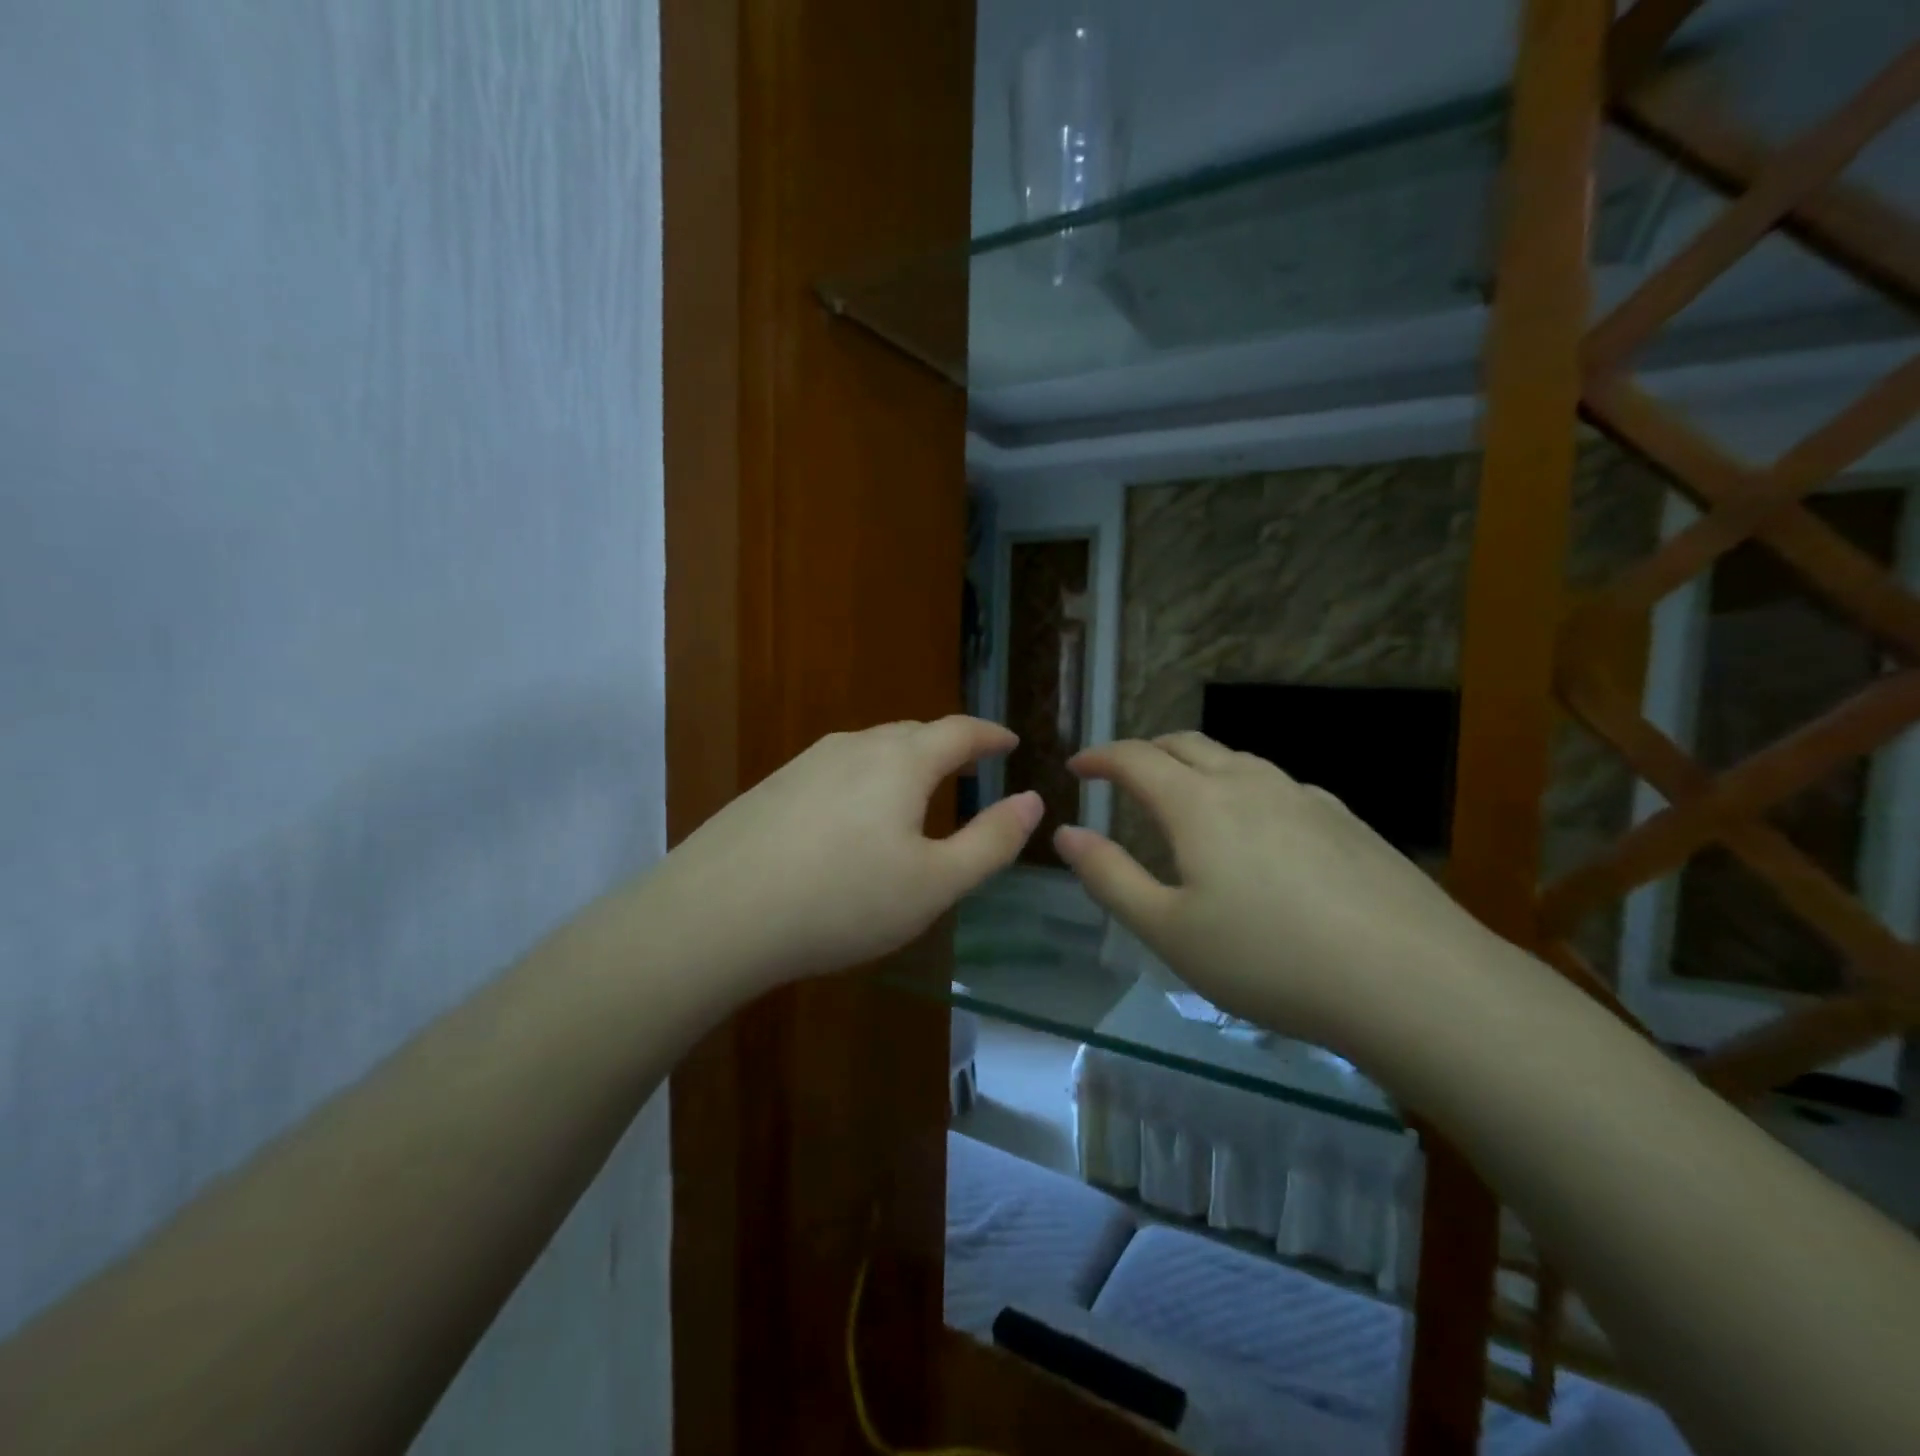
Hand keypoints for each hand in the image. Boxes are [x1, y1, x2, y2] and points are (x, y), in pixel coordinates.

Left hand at [638, 717, 1041, 990]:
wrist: (716, 914)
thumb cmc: (842, 900)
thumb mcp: (934, 883)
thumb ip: (991, 841)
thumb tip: (1032, 800)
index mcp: (901, 761)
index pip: (959, 731)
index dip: (991, 734)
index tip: (1011, 741)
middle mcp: (854, 747)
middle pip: (913, 734)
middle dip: (948, 747)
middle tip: (970, 769)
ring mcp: (806, 764)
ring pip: (871, 751)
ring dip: (904, 764)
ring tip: (916, 794)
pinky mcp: (772, 787)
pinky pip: (836, 772)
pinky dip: (864, 783)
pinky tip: (853, 820)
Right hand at [1056, 732, 1509, 1057]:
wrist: (1412, 981)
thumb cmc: (1270, 959)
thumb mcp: (1168, 930)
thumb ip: (1109, 877)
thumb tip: (1065, 834)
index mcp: (1198, 803)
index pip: (1135, 758)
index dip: (1100, 757)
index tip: (1077, 767)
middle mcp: (1249, 783)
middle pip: (1186, 744)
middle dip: (1145, 751)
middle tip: (1123, 775)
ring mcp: (1304, 797)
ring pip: (1236, 760)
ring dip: (1197, 767)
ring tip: (1185, 799)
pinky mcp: (1346, 820)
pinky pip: (1278, 786)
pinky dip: (1244, 790)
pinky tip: (1258, 832)